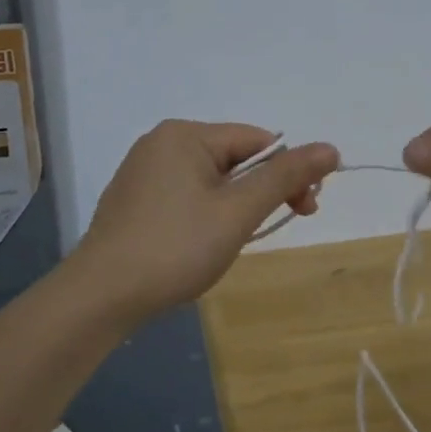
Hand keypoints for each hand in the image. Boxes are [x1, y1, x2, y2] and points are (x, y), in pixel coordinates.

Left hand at [76, 122, 338, 321]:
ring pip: (212, 180)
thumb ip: (285, 177)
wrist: (99, 297)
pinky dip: (208, 213)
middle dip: (263, 191)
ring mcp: (143, 171)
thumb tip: (330, 147)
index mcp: (186, 134)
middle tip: (281, 225)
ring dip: (237, 206)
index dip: (289, 172)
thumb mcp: (238, 211)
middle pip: (235, 158)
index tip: (306, 209)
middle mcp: (161, 143)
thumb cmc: (175, 248)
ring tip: (236, 241)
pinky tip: (204, 243)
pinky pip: (187, 194)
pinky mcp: (134, 200)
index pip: (257, 141)